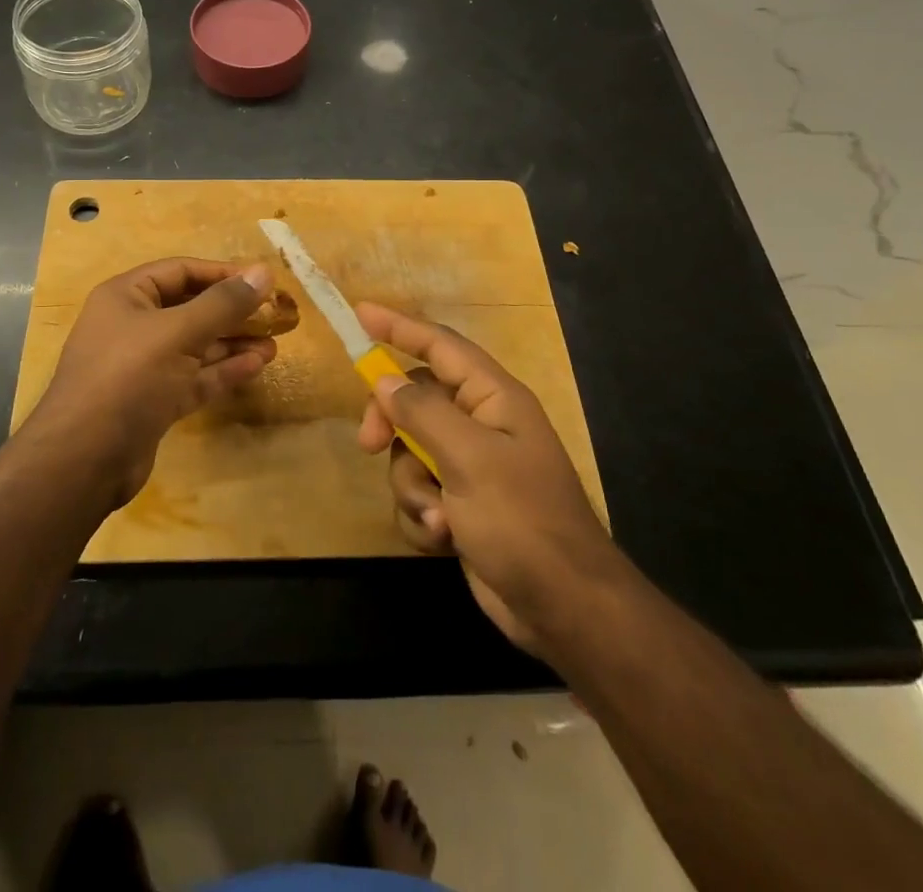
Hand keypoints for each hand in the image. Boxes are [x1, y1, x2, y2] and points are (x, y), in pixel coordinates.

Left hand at [33, 258, 276, 505]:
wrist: (84, 459)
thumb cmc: (128, 377)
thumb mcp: (177, 332)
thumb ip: (223, 303)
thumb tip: (264, 272)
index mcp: (126, 297)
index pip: (181, 271)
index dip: (222, 273)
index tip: (263, 281)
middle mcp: (133, 326)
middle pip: (191, 308)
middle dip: (232, 311)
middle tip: (276, 314)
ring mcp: (143, 366)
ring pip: (196, 345)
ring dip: (233, 342)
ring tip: (275, 342)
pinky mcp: (154, 401)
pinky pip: (194, 377)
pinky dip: (223, 370)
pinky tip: (256, 365)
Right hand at [354, 302, 620, 657]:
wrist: (563, 609)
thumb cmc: (522, 520)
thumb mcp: (469, 458)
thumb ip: (422, 412)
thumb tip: (384, 380)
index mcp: (494, 398)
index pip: (440, 346)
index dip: (399, 326)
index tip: (359, 314)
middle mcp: (481, 424)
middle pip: (415, 400)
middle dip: (391, 425)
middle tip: (369, 444)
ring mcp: (470, 467)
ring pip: (411, 453)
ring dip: (412, 486)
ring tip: (438, 517)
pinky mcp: (461, 506)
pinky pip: (419, 492)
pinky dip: (422, 516)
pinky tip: (443, 540)